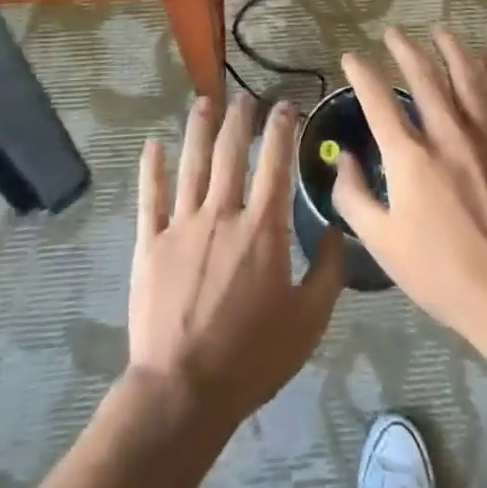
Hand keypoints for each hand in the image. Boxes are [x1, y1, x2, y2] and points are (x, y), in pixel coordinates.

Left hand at [128, 96, 345, 429]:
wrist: (184, 390)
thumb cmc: (252, 357)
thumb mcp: (309, 321)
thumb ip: (328, 271)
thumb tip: (336, 229)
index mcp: (262, 228)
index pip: (275, 164)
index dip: (282, 129)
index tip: (285, 106)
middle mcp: (222, 213)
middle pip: (231, 152)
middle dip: (240, 119)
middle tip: (245, 97)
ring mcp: (182, 224)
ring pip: (191, 164)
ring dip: (198, 130)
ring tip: (204, 103)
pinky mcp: (150, 243)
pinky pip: (150, 197)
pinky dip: (152, 169)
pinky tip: (153, 145)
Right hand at [333, 28, 486, 342]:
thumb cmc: (438, 271)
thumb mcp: (381, 241)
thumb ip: (354, 195)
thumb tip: (343, 157)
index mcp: (409, 156)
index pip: (377, 100)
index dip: (361, 73)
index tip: (352, 57)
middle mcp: (445, 134)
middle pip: (423, 77)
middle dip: (405, 49)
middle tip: (394, 33)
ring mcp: (484, 137)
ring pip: (466, 78)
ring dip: (451, 50)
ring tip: (439, 31)